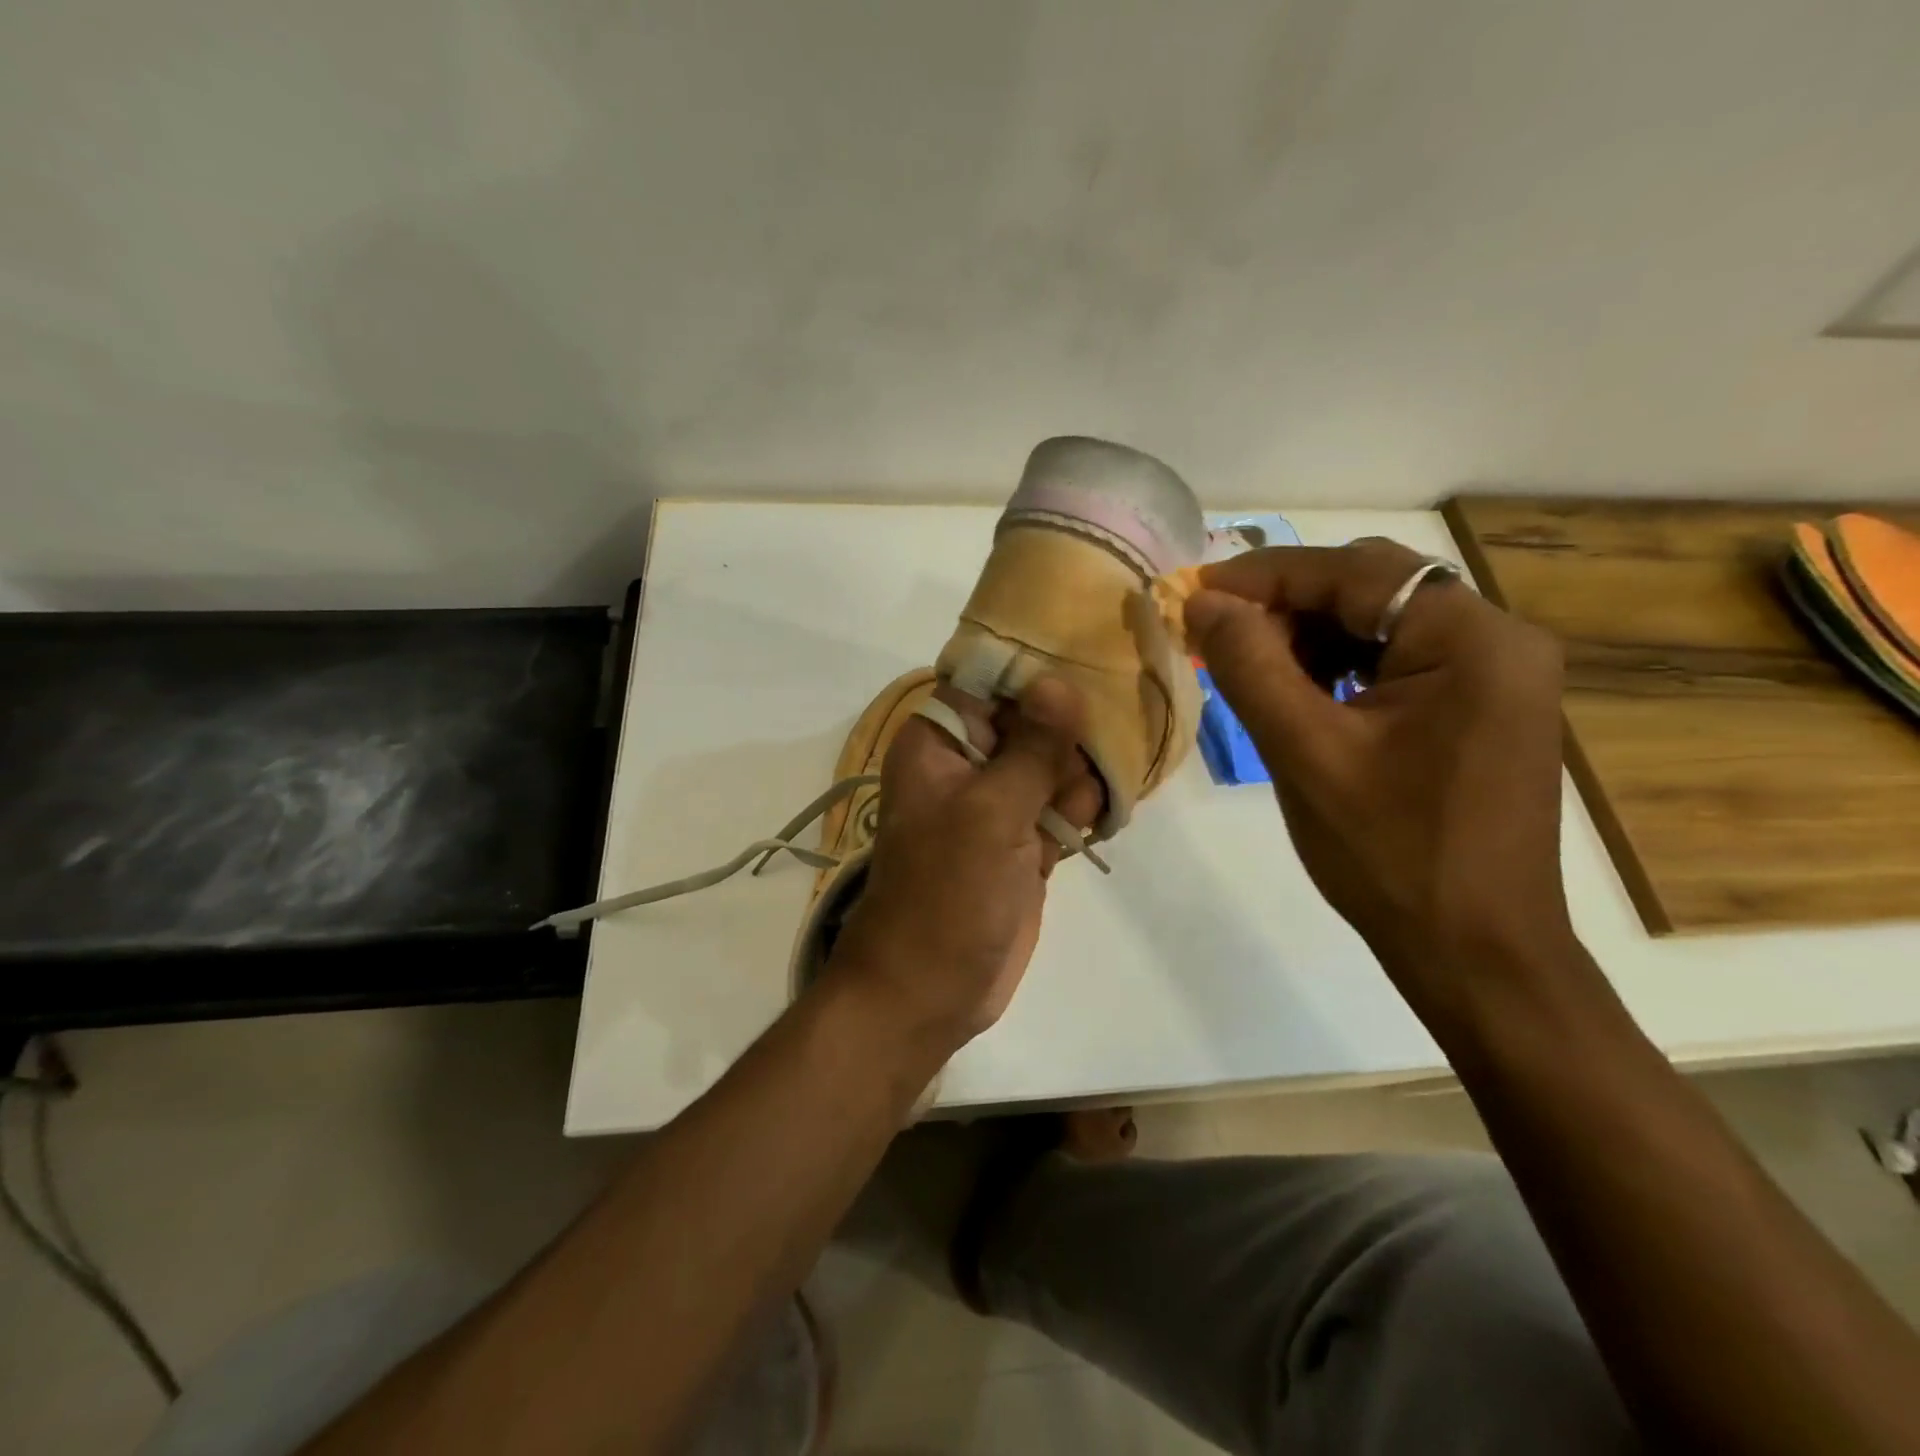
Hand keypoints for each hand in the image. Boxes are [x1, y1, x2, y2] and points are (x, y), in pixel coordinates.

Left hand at [822, 678, 1102, 1055]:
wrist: (930, 990)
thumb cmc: (946, 894)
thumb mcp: (990, 813)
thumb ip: (1031, 748)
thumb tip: (1059, 682)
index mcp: (939, 742)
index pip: (988, 680)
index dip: (1036, 670)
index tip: (1091, 662)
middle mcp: (967, 763)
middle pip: (1030, 718)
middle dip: (1067, 731)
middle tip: (1091, 754)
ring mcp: (998, 803)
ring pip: (1053, 762)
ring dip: (1078, 775)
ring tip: (1081, 806)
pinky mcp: (1023, 841)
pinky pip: (1061, 804)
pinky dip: (1080, 809)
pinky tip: (1095, 821)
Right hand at [1184, 539, 1570, 1028]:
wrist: (1474, 951)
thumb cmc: (1389, 853)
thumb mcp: (1304, 752)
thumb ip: (1250, 665)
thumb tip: (1203, 602)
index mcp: (1472, 640)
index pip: (1354, 572)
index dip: (1265, 576)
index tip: (1195, 592)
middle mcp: (1499, 640)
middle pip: (1373, 587)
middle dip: (1287, 605)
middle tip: (1218, 637)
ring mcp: (1496, 675)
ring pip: (1382, 622)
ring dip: (1311, 635)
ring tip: (1251, 670)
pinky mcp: (1482, 707)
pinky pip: (1399, 660)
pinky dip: (1341, 666)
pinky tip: (1300, 694)